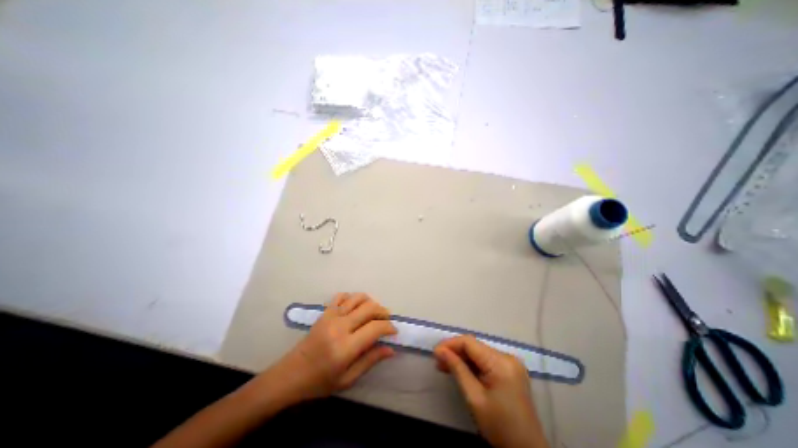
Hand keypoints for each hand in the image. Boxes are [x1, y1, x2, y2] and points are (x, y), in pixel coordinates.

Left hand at [264, 293, 397, 401]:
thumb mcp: (348, 379)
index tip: (394, 331)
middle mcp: (340, 327)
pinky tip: (356, 307)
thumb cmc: (320, 382)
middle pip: (369, 308)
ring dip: (370, 302)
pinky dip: (352, 297)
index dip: (388, 327)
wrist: (291, 374)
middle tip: (387, 319)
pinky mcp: (325, 312)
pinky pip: (342, 296)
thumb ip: (370, 361)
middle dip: (383, 311)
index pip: (375, 328)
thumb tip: (391, 348)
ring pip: (358, 298)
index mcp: (346, 347)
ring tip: (374, 312)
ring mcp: (331, 316)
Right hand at [435, 336, 549, 446]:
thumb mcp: (474, 398)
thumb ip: (457, 369)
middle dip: (455, 351)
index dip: (450, 344)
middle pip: (475, 346)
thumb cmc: (499, 426)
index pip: (470, 343)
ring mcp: (510, 362)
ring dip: (462, 357)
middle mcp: (507, 356)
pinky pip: (486, 359)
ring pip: (479, 352)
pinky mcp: (510, 369)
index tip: (435, 352)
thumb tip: (440, 351)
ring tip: (445, 365)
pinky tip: (461, 369)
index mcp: (501, 363)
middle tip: (438, 361)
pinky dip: (473, 363)